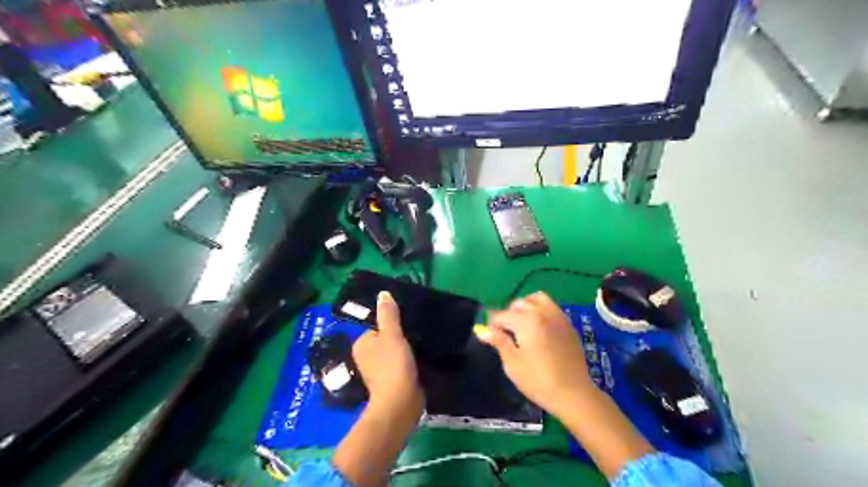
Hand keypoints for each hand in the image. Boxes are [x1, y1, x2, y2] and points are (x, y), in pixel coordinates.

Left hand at [351, 291, 422, 416]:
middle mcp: (366, 357)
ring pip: (394, 352)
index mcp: (361, 344)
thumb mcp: (391, 334)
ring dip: (405, 350)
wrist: (401, 402)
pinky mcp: (392, 381)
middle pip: (386, 339)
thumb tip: (383, 293)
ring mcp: (378, 371)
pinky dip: (408, 362)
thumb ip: (388, 314)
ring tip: (421, 344)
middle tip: (416, 333)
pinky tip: (420, 359)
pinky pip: (400, 365)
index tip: (407, 324)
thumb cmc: (392, 365)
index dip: (392, 324)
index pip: (377, 327)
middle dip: (399, 337)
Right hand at [474, 291, 596, 416]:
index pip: (502, 315)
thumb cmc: (538, 381)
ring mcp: (558, 317)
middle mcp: (542, 313)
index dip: (492, 324)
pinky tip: (538, 326)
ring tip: (521, 323)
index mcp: (526, 322)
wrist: (574, 394)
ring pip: (537, 299)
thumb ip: (499, 342)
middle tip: (504, 332)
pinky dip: (540, 309)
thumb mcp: (512, 364)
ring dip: (525, 306)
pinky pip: (551, 306)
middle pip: (519, 303)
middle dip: (508, 314)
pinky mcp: (568, 324)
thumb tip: (483, 331)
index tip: (489, 335)